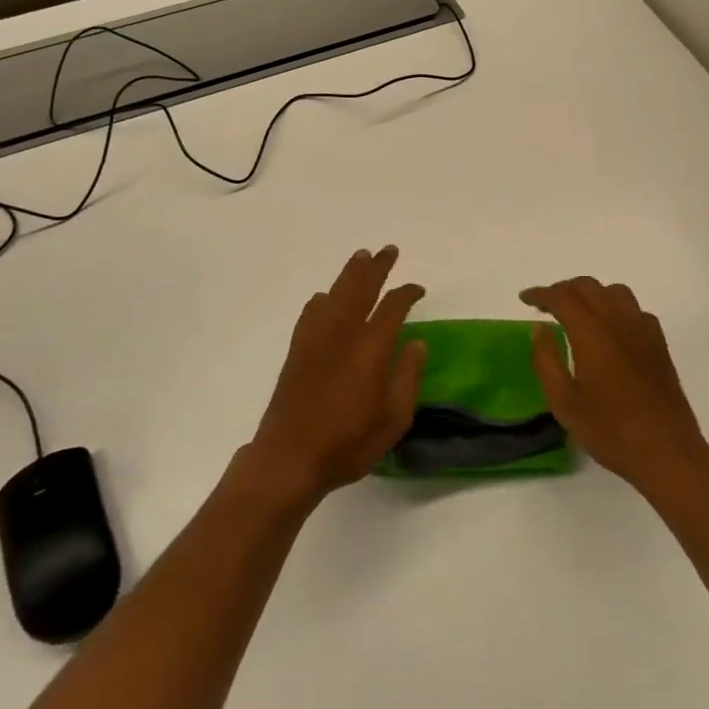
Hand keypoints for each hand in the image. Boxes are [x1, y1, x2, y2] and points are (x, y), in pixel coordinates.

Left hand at [249, 247, 425, 503]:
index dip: (407, 293)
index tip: (417, 289)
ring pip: (336, 291)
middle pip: (361, 286)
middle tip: (389, 251)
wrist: (290, 456)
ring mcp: (316, 336)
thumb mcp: (393, 419)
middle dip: (377, 266)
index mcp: (371, 346)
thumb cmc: (348, 442)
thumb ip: (408, 376)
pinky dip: (324, 297)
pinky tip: (326, 298)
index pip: (393, 305)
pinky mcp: (298, 347)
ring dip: (351, 272)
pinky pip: (312, 310)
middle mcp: (343, 331)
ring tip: (362, 257)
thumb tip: (416, 342)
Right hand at [521, 277, 708, 494]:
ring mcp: (642, 329)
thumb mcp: (564, 403)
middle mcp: (617, 321)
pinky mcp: (659, 342)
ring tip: (579, 312)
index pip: (561, 297)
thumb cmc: (610, 430)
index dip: (541, 294)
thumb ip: (546, 360)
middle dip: (563, 289)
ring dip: (592, 293)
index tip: (525, 299)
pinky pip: (634, 309)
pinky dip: (616, 307)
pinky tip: (612, 329)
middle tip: (546, 306)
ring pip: (614, 291)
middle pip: (587, 286)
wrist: (667, 452)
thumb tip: (539, 328)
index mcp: (591, 332)